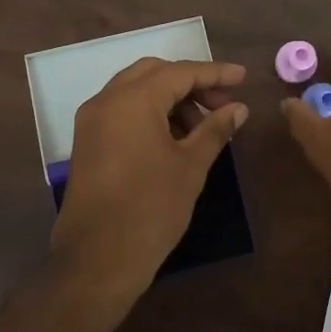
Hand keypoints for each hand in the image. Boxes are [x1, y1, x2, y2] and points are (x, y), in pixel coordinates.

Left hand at [50, 58, 248, 301]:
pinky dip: (149, 113)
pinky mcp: (87, 142)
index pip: (180, 72)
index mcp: (133, 100)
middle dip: (190, 83)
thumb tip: (238, 108)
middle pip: (154, 73)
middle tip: (221, 103)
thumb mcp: (191, 166)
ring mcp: (91, 121)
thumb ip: (215, 129)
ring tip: (201, 126)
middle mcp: (106, 100)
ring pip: (135, 91)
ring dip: (170, 98)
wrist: (97, 259)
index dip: (215, 73)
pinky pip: (121, 111)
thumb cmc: (151, 208)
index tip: (243, 78)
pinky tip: (174, 137)